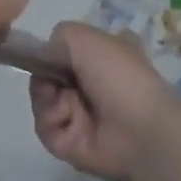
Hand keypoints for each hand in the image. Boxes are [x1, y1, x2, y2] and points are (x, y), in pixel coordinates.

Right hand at [29, 23, 180, 180]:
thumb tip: (42, 53)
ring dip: (46, 99)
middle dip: (43, 76)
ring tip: (66, 103)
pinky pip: (45, 127)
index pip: (62, 50)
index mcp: (99, 55)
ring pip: (41, 101)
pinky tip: (67, 118)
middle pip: (45, 75)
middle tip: (52, 80)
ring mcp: (79, 113)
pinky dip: (51, 120)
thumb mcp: (85, 38)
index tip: (40, 53)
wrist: (141, 128)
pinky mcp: (70, 142)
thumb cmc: (118, 74)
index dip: (48, 52)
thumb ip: (57, 37)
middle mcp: (88, 83)